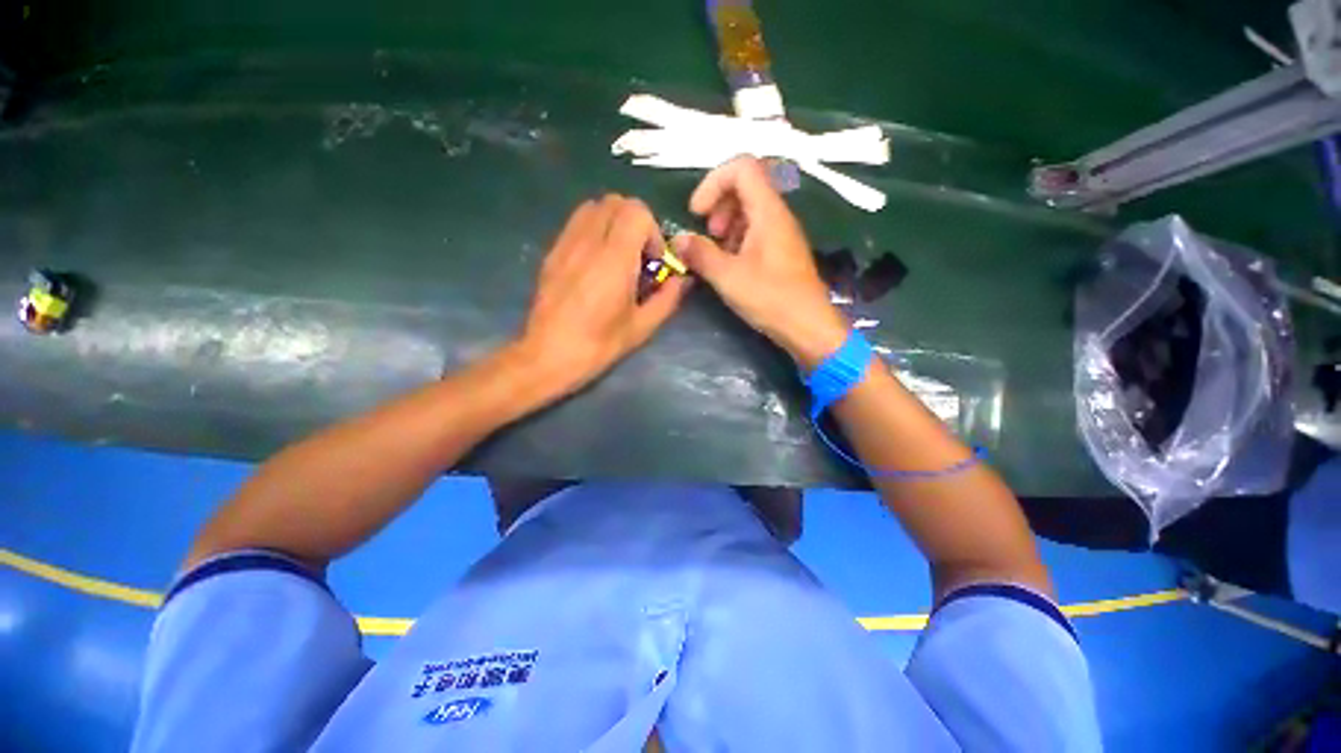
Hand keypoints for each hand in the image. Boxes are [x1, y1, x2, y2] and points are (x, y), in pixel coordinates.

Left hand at [518, 195, 690, 395]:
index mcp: (614, 259)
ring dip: (613, 223)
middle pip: (616, 202)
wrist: (548, 355)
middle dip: (635, 223)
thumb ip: (668, 298)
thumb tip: (684, 279)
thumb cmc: (599, 345)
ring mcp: (566, 244)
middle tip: (638, 256)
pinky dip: (593, 230)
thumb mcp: (642, 327)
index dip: (652, 231)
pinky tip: (595, 262)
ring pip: (594, 207)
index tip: (652, 261)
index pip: (636, 211)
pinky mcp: (552, 252)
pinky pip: (576, 222)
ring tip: (617, 255)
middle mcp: (588, 242)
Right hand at [673, 157, 847, 369]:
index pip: (741, 167)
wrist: (808, 326)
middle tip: (709, 234)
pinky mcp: (781, 251)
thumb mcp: (728, 277)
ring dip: (726, 224)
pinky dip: (737, 239)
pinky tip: (730, 264)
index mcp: (768, 211)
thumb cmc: (770, 299)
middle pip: (745, 185)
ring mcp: (781, 233)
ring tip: (717, 252)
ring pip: (749, 210)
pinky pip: (756, 231)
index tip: (697, 213)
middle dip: (718, 204)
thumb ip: (700, 254)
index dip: (713, 182)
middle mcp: (777, 215)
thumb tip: (678, 240)